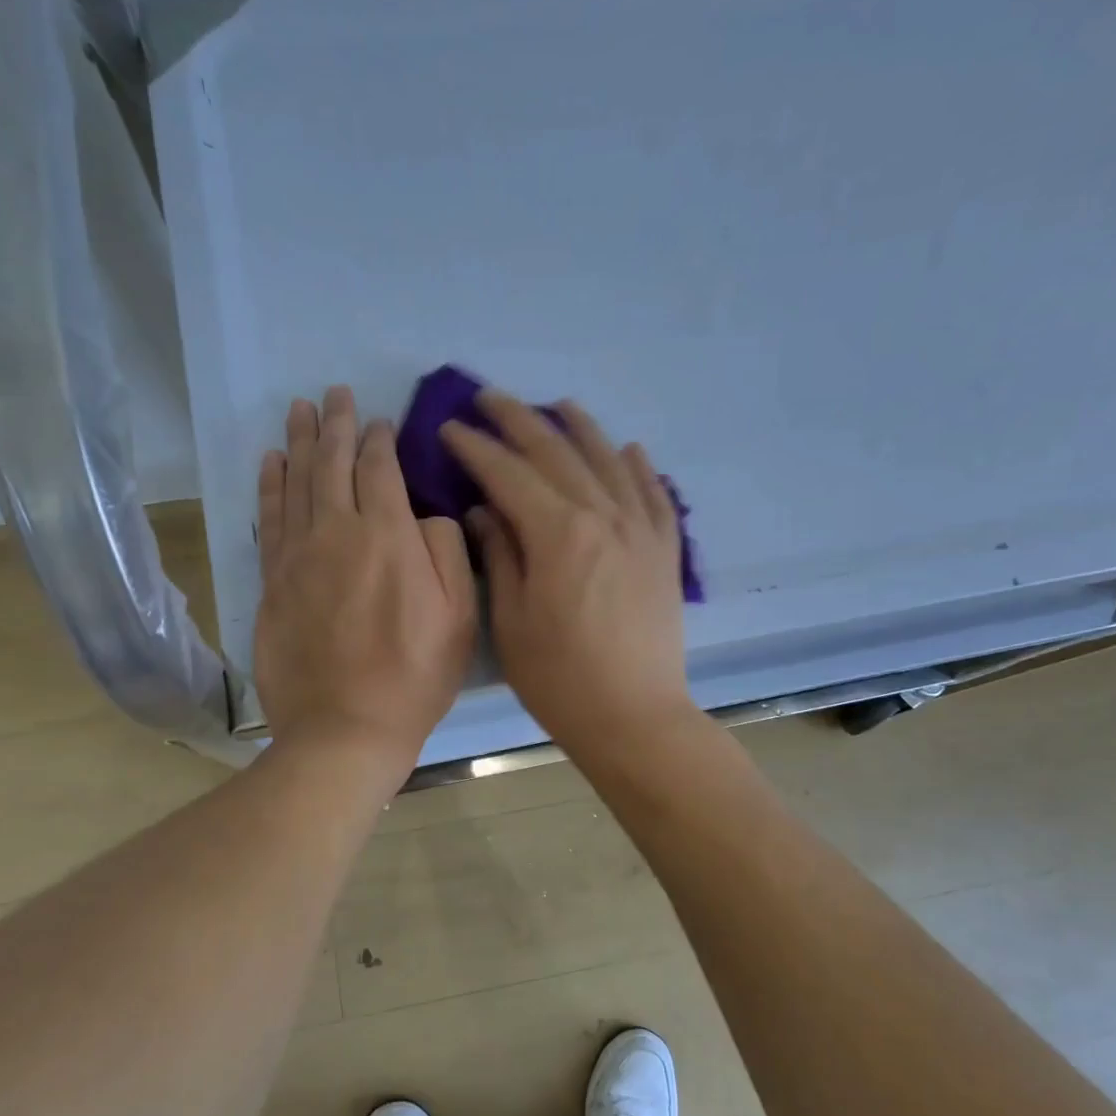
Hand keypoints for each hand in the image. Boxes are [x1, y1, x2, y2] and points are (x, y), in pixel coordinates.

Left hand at [255, 387, 476, 772]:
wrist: (344, 729)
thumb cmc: (414, 677)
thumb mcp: (459, 617)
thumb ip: (447, 551)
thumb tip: (426, 515)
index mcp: (387, 536)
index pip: (380, 469)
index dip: (381, 440)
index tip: (381, 422)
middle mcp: (337, 532)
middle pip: (333, 464)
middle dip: (336, 424)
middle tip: (334, 393)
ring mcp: (297, 556)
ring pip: (296, 483)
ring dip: (300, 442)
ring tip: (299, 410)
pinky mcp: (272, 582)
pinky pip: (269, 519)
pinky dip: (270, 485)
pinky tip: (271, 463)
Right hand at [441, 391, 694, 759]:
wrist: (634, 717)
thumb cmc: (559, 679)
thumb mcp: (511, 621)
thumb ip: (501, 555)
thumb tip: (485, 509)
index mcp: (558, 533)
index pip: (509, 473)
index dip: (476, 448)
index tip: (450, 428)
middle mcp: (604, 515)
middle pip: (557, 452)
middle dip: (518, 420)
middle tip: (488, 399)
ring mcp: (641, 530)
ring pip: (609, 460)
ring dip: (580, 428)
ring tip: (558, 405)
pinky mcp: (665, 551)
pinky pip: (655, 494)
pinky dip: (638, 466)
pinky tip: (628, 449)